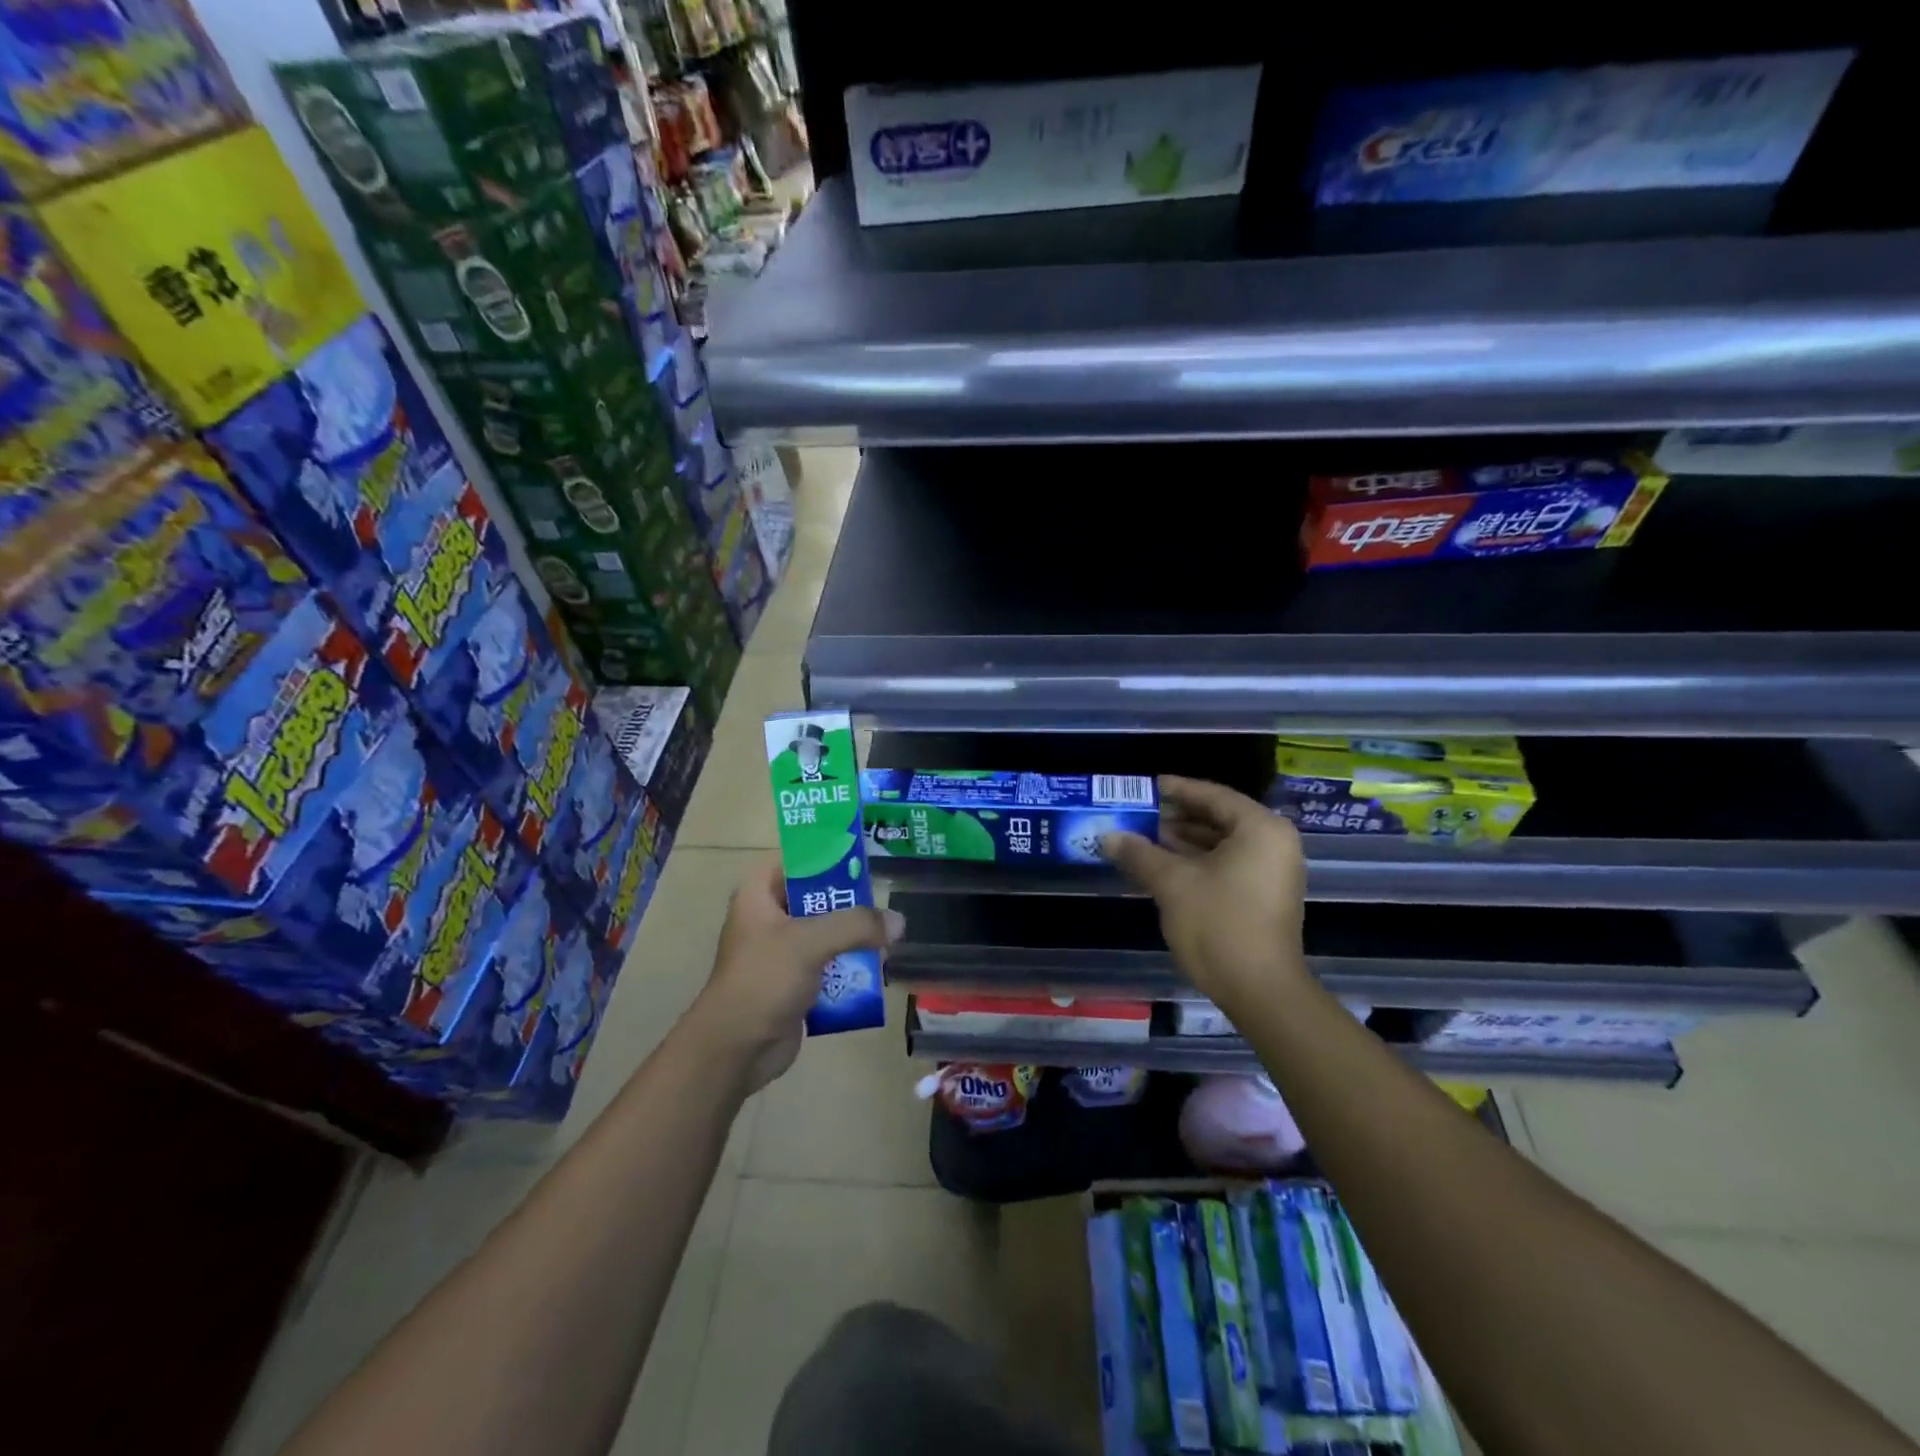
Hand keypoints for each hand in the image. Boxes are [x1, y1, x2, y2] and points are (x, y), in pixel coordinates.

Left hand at [684, 859, 902, 1092]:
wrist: (735, 1050)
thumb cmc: (763, 980)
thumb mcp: (809, 941)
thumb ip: (857, 924)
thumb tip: (899, 922)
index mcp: (758, 895)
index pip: (797, 860)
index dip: (829, 855)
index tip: (865, 858)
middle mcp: (768, 917)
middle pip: (817, 896)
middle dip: (851, 901)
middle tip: (886, 901)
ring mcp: (781, 952)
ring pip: (826, 932)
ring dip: (855, 936)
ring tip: (889, 937)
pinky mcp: (793, 982)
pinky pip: (828, 963)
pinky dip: (850, 964)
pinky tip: (877, 967)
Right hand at [1099, 776, 1309, 1011]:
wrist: (1260, 990)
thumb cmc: (1219, 924)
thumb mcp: (1172, 883)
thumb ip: (1139, 853)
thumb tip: (1108, 836)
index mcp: (1260, 829)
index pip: (1212, 795)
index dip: (1175, 789)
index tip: (1144, 787)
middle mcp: (1273, 843)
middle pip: (1219, 818)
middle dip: (1175, 817)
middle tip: (1136, 814)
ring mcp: (1272, 872)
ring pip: (1221, 844)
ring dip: (1182, 841)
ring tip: (1141, 839)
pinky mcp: (1264, 897)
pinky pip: (1228, 865)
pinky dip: (1197, 862)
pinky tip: (1162, 867)